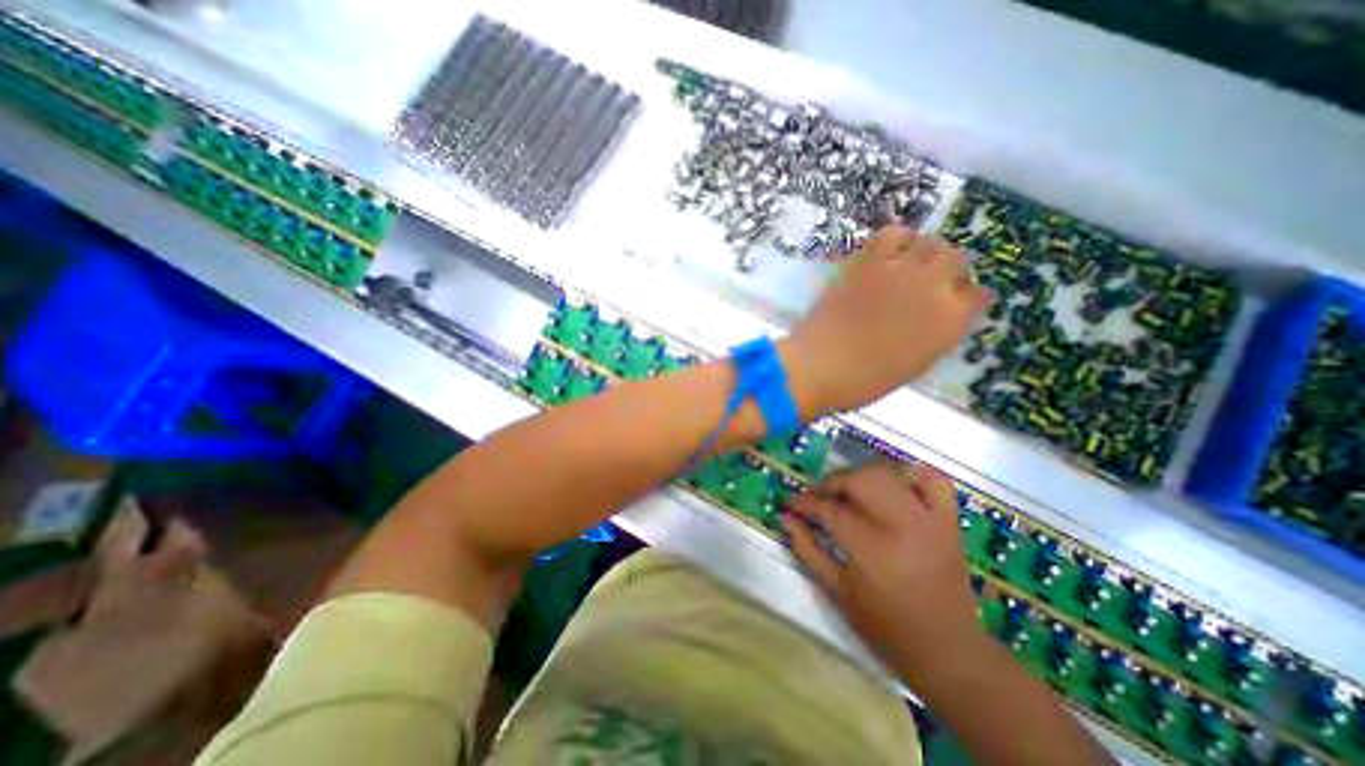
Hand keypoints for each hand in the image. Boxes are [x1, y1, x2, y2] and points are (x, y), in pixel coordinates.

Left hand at [779, 225, 992, 415]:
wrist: (819, 366)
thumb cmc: (863, 381)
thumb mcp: (911, 365)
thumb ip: (932, 337)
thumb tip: (935, 319)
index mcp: (949, 323)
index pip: (977, 295)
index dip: (964, 296)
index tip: (954, 299)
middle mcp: (932, 289)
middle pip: (956, 258)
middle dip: (946, 267)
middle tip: (928, 278)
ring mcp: (899, 271)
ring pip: (927, 240)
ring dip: (921, 248)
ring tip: (907, 260)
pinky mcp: (866, 263)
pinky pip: (888, 235)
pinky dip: (891, 241)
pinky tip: (882, 254)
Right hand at [783, 465, 988, 677]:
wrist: (949, 651)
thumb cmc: (885, 626)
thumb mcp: (837, 592)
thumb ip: (807, 549)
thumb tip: (785, 517)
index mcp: (871, 549)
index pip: (829, 508)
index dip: (804, 501)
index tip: (791, 503)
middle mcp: (901, 525)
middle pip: (859, 479)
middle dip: (831, 482)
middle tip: (820, 497)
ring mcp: (930, 519)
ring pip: (889, 472)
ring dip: (863, 474)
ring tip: (851, 491)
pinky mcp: (949, 520)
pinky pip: (933, 479)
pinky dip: (911, 474)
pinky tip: (894, 484)